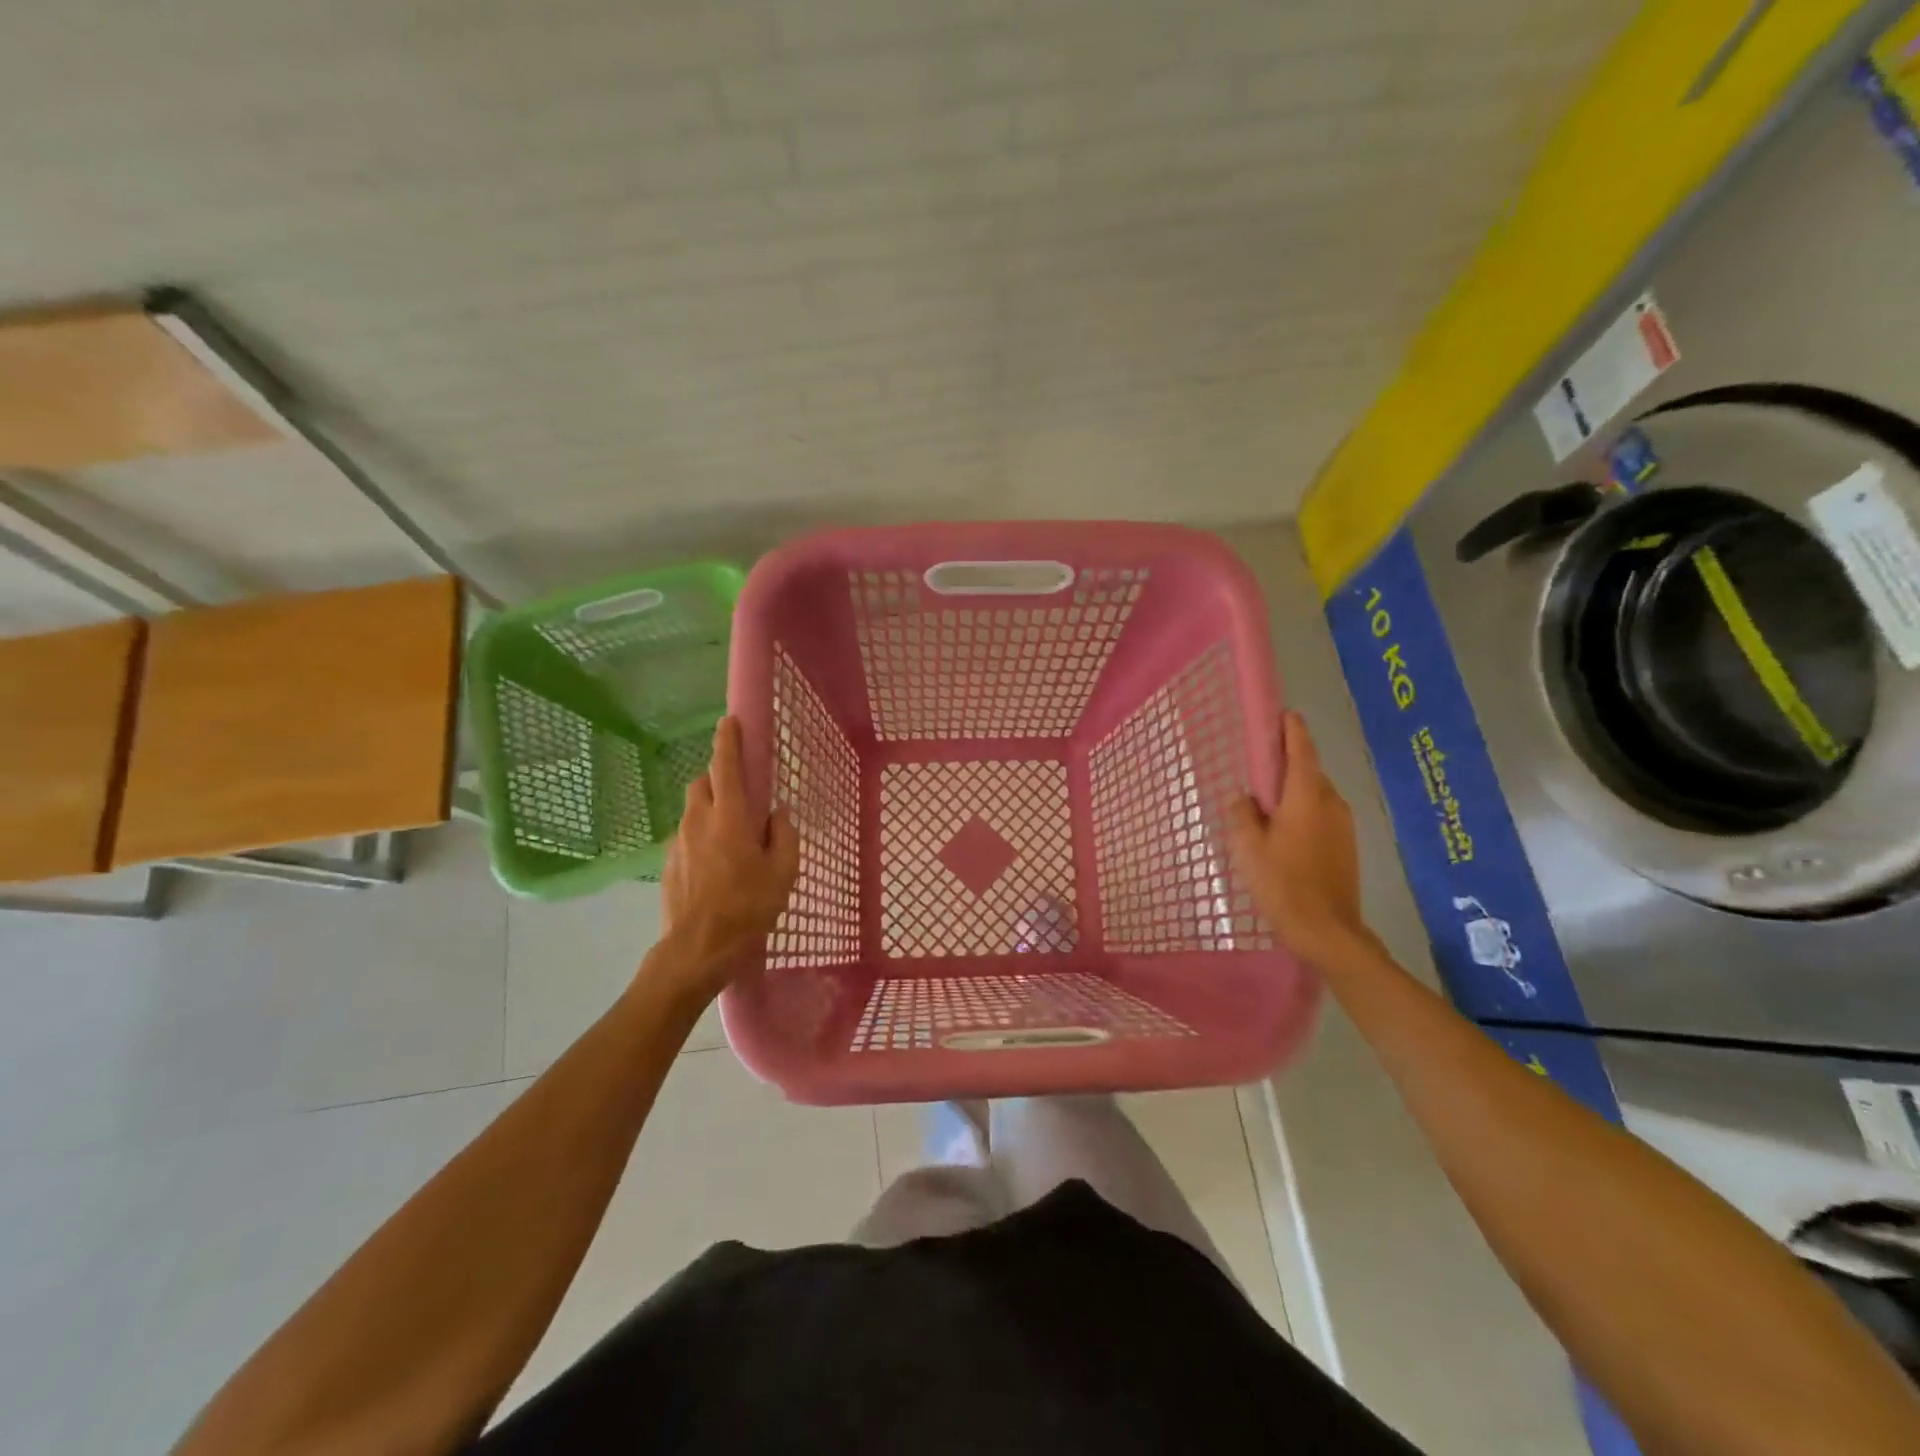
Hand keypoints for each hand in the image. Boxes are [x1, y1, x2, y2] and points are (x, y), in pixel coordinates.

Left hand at [654, 717, 799, 1001]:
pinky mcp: (668, 863)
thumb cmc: (748, 909)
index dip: (729, 740)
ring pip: (693, 811)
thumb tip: (778, 813)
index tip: (731, 720)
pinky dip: (701, 838)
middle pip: (703, 783)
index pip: (726, 766)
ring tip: (731, 840)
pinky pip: (687, 837)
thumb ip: (784, 835)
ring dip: (711, 811)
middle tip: (741, 797)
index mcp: (731, 817)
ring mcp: (678, 842)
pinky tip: (716, 867)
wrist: (696, 951)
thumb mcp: (783, 873)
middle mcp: (699, 821)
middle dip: (719, 779)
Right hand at [1227, 711, 1367, 966]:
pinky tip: (1284, 835)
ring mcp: (1343, 826)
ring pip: (1315, 796)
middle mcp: (1330, 804)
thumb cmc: (1283, 885)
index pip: (1301, 751)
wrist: (1328, 932)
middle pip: (1308, 773)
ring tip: (1267, 810)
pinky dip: (1303, 814)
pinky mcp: (1347, 846)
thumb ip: (1242, 815)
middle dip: (1286, 766)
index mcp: (1306, 797)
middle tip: (1258, 773)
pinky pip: (1322, 816)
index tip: (1283, 714)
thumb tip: (1244, 798)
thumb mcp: (1247, 848)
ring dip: (1294, 794)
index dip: (1292, 730)